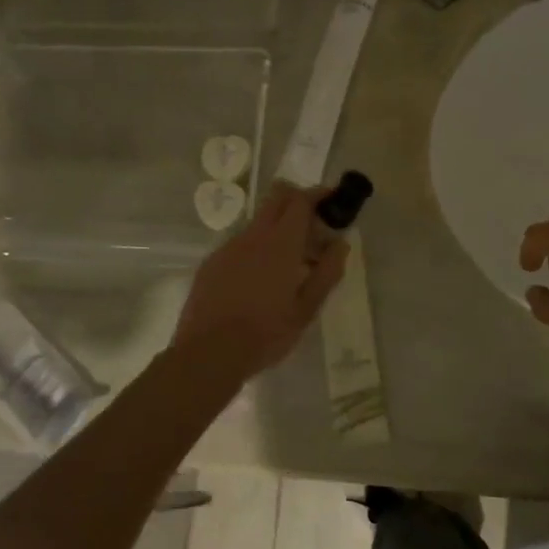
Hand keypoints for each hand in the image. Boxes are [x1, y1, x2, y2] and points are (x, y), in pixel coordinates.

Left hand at [173, 184, 348, 378]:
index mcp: (281, 243)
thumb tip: (340, 244)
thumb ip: (327, 273)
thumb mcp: (306, 309)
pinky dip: (257, 249)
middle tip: (314, 225)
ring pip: (258, 222)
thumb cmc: (266, 334)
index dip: (318, 194)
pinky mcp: (212, 262)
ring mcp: (229, 247)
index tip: (332, 200)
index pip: (300, 200)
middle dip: (298, 200)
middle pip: (277, 198)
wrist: (208, 353)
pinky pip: (240, 244)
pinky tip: (260, 280)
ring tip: (290, 263)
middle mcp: (253, 236)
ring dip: (278, 229)